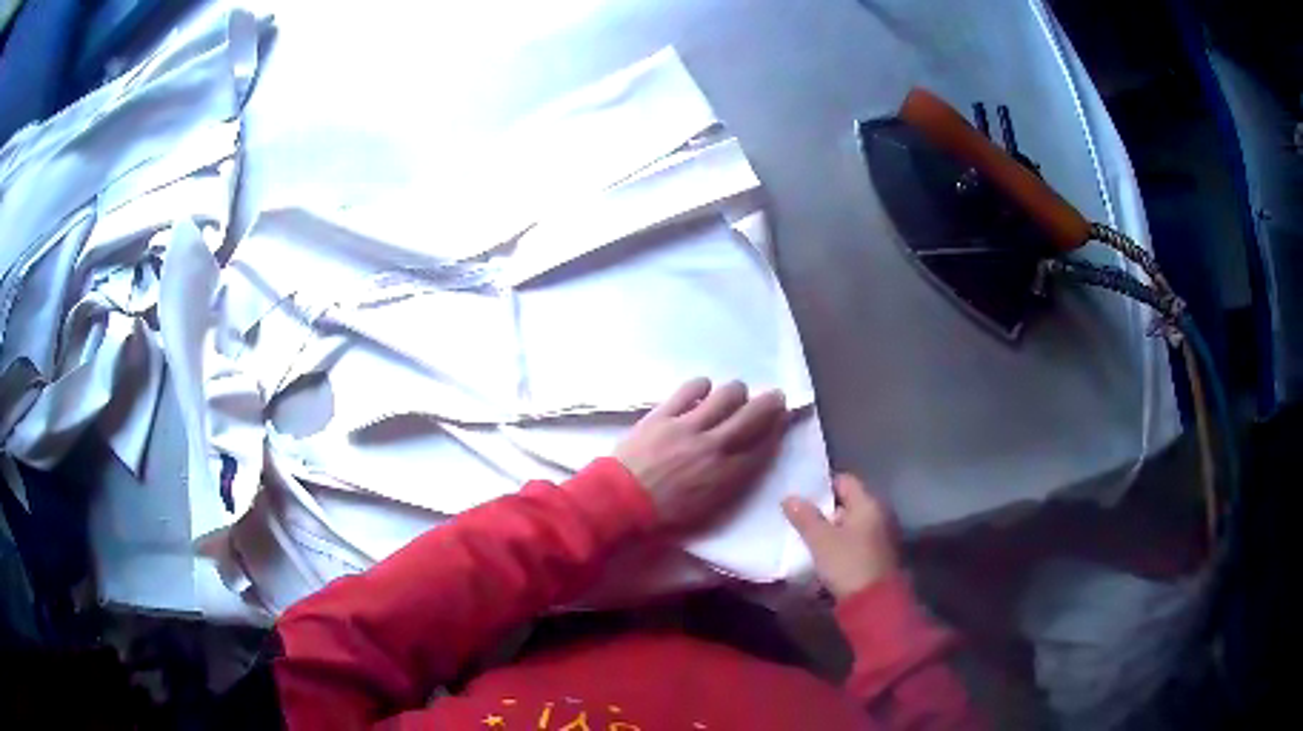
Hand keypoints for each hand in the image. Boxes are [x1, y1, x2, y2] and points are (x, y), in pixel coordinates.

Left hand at [614, 378, 787, 529]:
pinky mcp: (664, 413)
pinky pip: (690, 388)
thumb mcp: (709, 508)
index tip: (782, 418)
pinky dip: (702, 386)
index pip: (764, 444)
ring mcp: (689, 426)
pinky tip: (702, 390)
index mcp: (728, 474)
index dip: (777, 427)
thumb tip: (748, 458)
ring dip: (737, 392)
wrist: (620, 501)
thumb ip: (732, 481)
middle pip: (754, 414)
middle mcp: (715, 445)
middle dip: (770, 402)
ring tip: (734, 395)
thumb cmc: (665, 514)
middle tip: (774, 397)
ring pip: (727, 394)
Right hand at [782, 474, 897, 599]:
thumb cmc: (848, 564)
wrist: (874, 603)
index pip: (844, 480)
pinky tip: (823, 556)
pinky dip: (840, 544)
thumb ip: (805, 517)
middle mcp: (879, 514)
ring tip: (807, 538)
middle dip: (824, 510)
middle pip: (848, 503)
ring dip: (831, 530)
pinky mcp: (878, 556)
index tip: (801, 495)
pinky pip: (855, 541)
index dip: (822, 485)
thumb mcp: (821, 540)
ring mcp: (881, 536)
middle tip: (799, 517)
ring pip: (850, 525)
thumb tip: (790, 497)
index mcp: (868, 504)